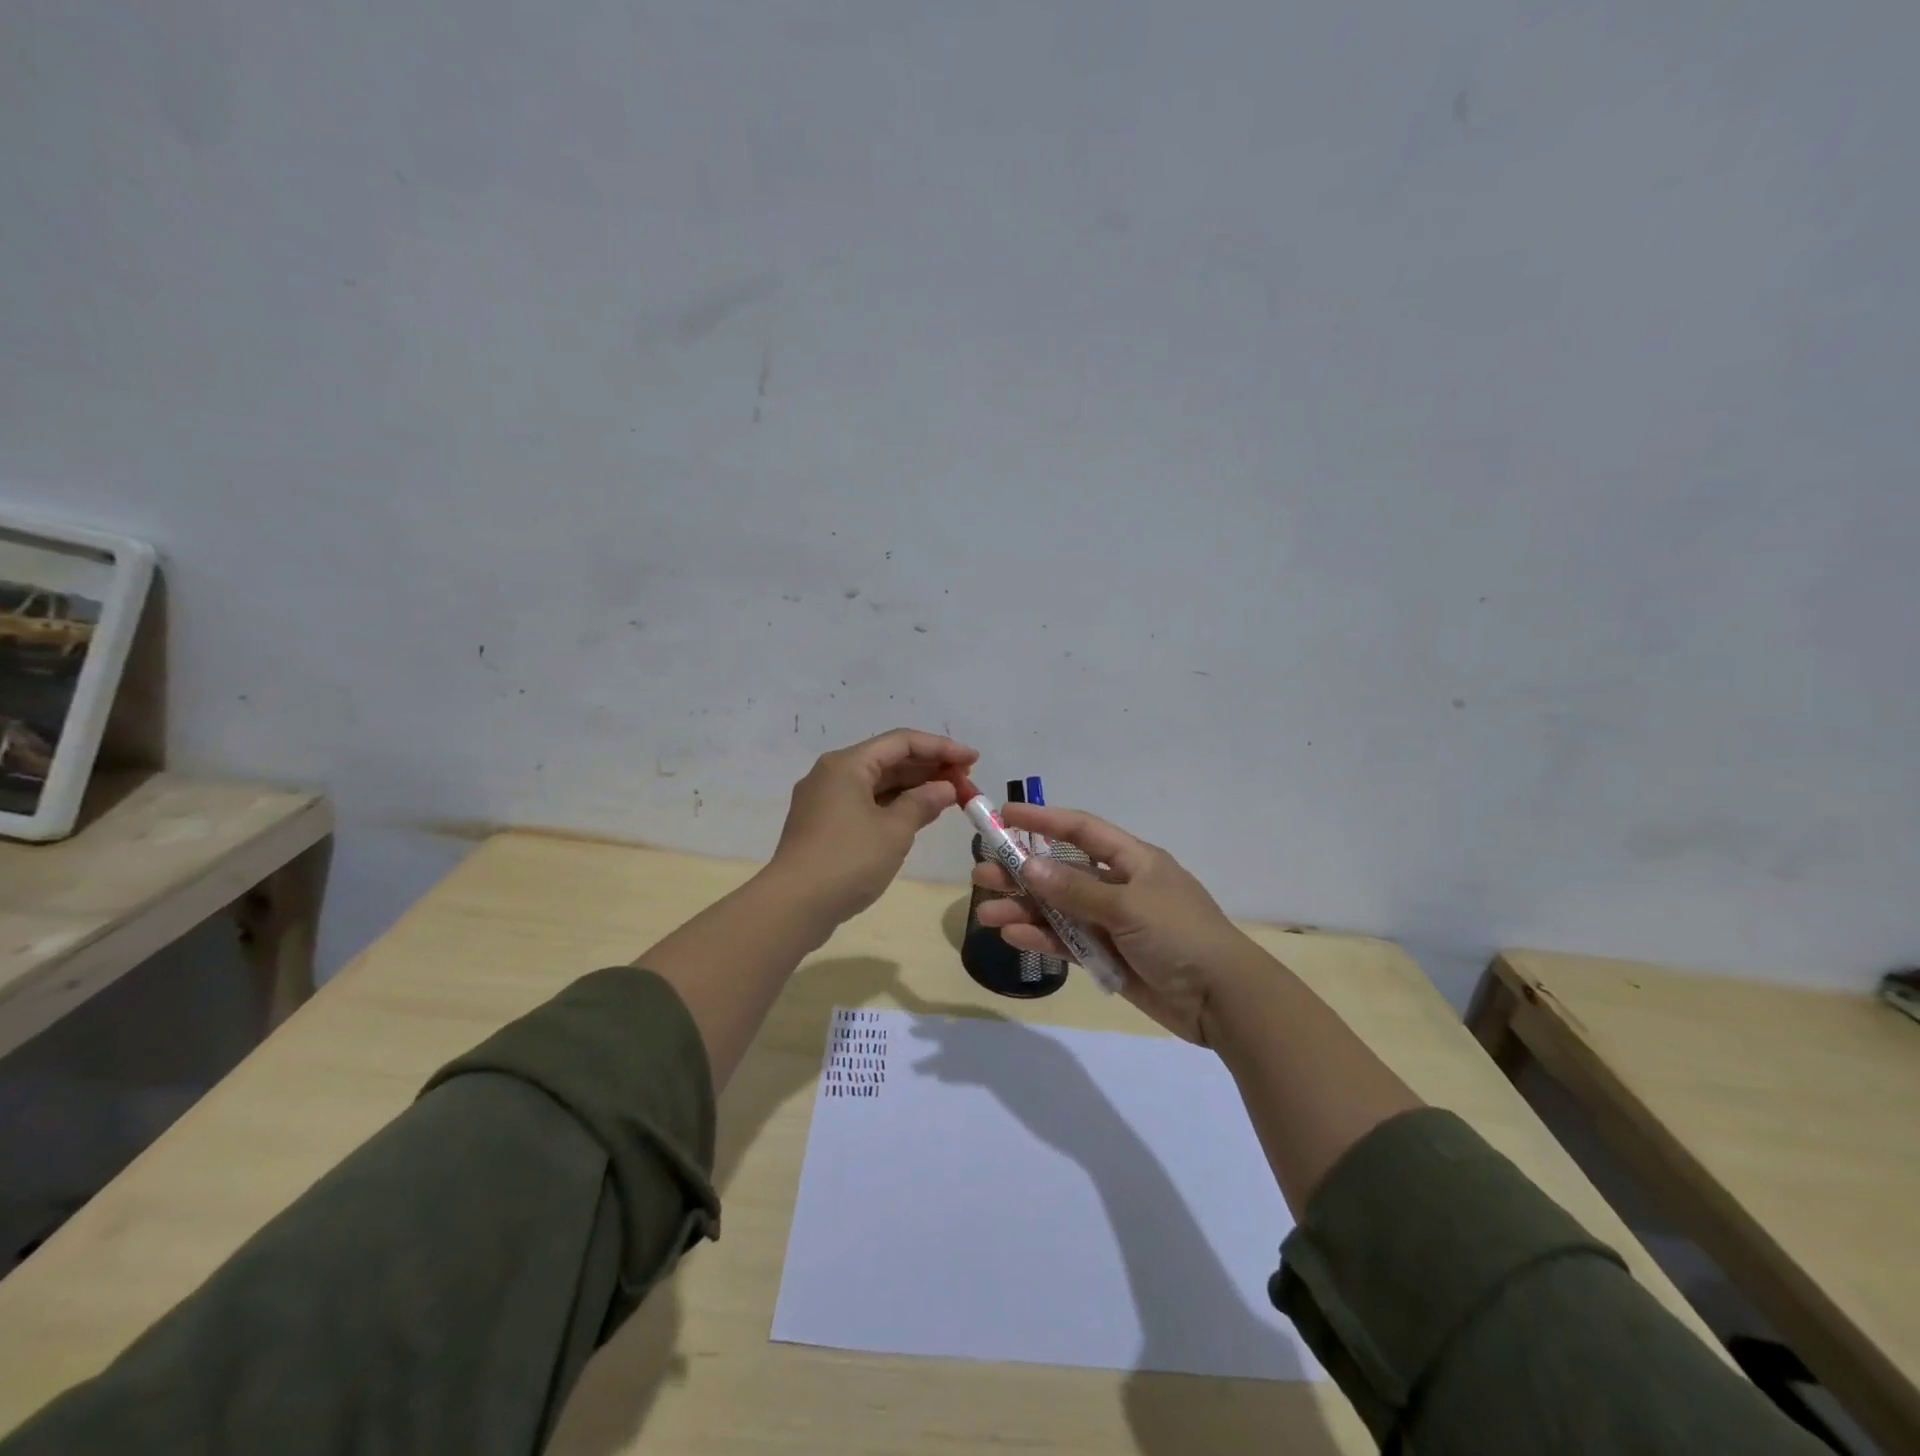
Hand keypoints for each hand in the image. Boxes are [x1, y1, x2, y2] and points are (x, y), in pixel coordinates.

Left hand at [770, 727, 978, 923]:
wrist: (793, 906)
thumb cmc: (848, 860)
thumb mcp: (894, 830)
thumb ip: (923, 803)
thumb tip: (946, 788)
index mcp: (847, 764)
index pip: (902, 742)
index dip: (941, 747)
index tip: (974, 759)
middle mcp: (833, 774)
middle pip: (889, 759)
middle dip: (929, 767)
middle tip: (967, 780)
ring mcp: (825, 800)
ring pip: (878, 783)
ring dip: (914, 787)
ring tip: (951, 796)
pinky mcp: (824, 825)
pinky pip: (866, 803)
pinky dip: (895, 805)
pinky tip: (920, 814)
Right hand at [972, 805, 1254, 1044]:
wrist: (1222, 999)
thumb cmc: (1179, 936)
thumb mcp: (1128, 906)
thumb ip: (1076, 889)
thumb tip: (1029, 864)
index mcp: (1133, 860)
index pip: (1081, 829)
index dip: (1043, 819)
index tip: (1005, 814)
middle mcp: (1120, 886)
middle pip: (1062, 870)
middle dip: (1022, 870)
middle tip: (981, 871)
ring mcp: (1113, 922)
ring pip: (1059, 909)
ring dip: (1024, 908)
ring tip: (986, 911)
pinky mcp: (1109, 956)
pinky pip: (1068, 941)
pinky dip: (1042, 938)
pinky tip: (1013, 935)